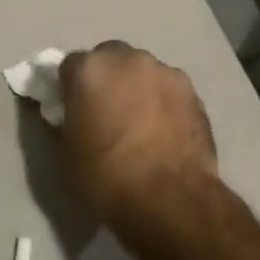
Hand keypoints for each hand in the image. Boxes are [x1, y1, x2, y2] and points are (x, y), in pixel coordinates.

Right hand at [58, 42, 226, 259]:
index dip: (69, 87)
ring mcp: (163, 72)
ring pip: (141, 71)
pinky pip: (167, 89)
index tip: (71, 108)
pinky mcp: (192, 92)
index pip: (69, 65)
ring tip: (139, 122)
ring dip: (136, 87)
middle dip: (105, 78)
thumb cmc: (106, 177)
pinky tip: (163, 130)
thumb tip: (73, 115)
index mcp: (88, 70)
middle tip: (105, 110)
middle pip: (109, 59)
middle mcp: (126, 59)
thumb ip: (66, 122)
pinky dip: (162, 102)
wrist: (171, 200)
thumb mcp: (66, 153)